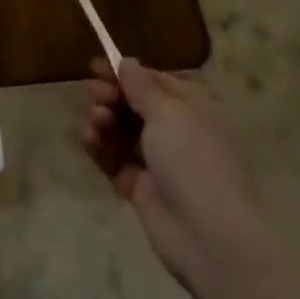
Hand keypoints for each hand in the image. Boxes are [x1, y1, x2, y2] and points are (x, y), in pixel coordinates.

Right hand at [81, 57, 268, 291]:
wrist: (210, 236)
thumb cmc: (193, 160)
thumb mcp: (168, 113)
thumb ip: (141, 87)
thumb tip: (127, 62)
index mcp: (192, 109)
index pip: (154, 82)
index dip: (126, 73)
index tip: (95, 67)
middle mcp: (176, 132)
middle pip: (134, 105)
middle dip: (112, 96)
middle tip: (96, 94)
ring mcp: (158, 162)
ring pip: (121, 132)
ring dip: (104, 121)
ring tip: (96, 121)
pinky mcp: (140, 188)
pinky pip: (114, 160)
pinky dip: (100, 147)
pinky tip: (89, 139)